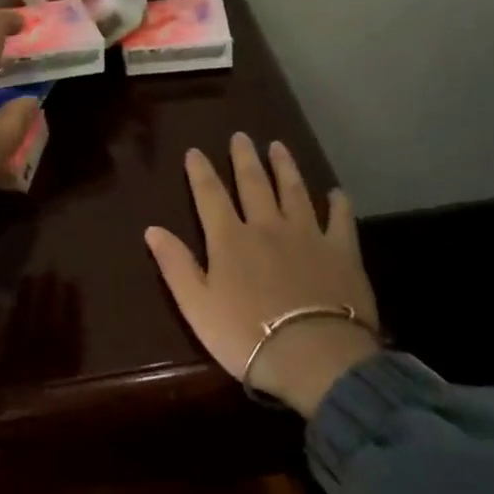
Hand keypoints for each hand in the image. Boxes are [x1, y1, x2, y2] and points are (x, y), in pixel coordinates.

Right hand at [144, 133, 380, 416]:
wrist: (314, 357)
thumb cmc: (245, 335)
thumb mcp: (196, 305)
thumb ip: (175, 264)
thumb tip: (151, 229)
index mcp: (229, 239)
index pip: (210, 195)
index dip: (200, 171)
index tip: (195, 151)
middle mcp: (267, 227)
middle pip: (254, 184)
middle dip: (245, 158)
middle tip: (241, 136)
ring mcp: (307, 236)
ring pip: (294, 192)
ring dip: (285, 168)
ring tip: (279, 147)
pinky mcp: (342, 253)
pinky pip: (339, 220)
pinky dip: (338, 204)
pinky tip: (336, 193)